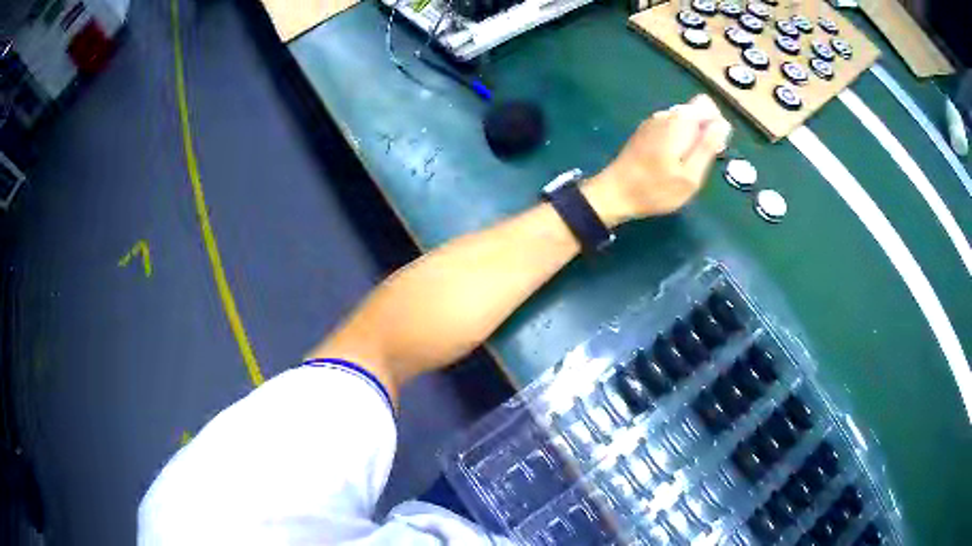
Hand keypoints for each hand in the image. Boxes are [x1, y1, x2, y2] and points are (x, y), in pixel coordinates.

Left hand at [583, 94, 731, 226]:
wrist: (615, 193)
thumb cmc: (656, 189)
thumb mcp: (691, 176)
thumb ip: (707, 147)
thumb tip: (723, 124)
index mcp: (679, 121)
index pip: (707, 105)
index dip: (715, 125)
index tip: (712, 148)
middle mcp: (666, 114)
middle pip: (696, 112)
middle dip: (704, 132)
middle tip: (697, 163)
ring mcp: (653, 121)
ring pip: (684, 121)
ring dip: (691, 139)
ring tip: (684, 166)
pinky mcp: (646, 131)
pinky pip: (671, 128)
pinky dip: (678, 141)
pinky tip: (670, 163)